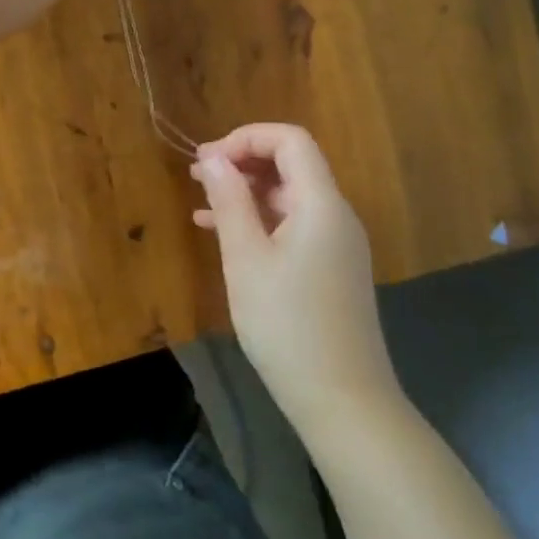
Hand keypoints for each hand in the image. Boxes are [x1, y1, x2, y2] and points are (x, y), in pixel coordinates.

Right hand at [191, 124, 402, 436]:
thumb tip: (212, 157)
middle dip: (242, 161)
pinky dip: (259, 221)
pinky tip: (223, 233)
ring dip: (246, 191)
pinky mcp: (331, 269)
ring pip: (289, 197)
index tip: (207, 160)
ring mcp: (336, 244)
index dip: (246, 138)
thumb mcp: (246, 258)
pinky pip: (293, 226)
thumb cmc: (287, 325)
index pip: (290, 141)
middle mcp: (336, 215)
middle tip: (197, 175)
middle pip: (292, 165)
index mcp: (321, 204)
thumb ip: (229, 201)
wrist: (342, 400)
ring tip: (201, 200)